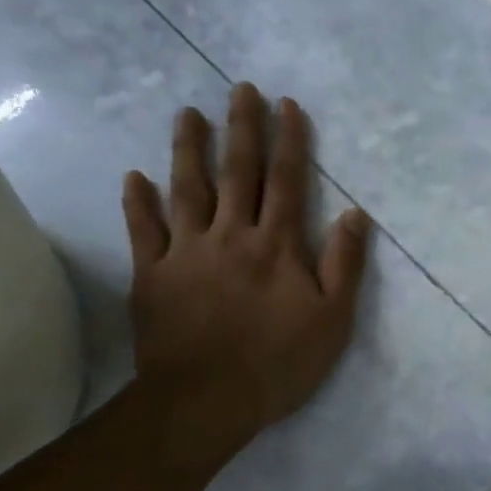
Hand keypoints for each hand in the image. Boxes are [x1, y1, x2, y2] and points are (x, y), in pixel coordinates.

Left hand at [122, 84, 369, 452]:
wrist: (206, 401)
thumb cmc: (278, 363)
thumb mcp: (332, 319)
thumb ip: (344, 264)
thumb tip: (356, 214)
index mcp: (277, 245)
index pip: (287, 182)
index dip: (289, 141)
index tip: (287, 105)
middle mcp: (231, 235)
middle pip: (238, 173)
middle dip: (241, 128)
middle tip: (239, 89)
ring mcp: (187, 253)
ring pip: (188, 190)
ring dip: (188, 149)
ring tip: (188, 114)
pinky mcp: (153, 275)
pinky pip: (144, 231)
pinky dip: (138, 203)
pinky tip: (133, 176)